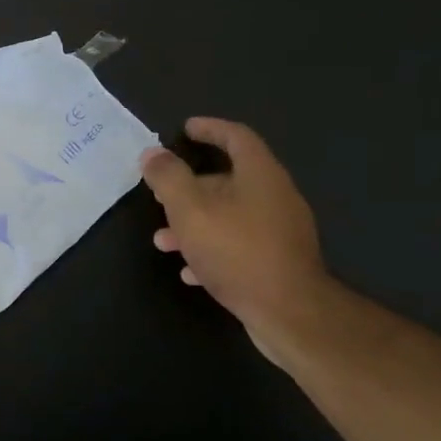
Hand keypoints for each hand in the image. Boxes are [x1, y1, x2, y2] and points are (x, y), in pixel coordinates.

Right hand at [140, 119, 327, 348]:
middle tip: (161, 193)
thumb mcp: (190, 210)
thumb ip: (168, 178)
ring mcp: (279, 231)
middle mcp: (275, 196)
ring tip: (163, 241)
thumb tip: (152, 153)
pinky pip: (238, 246)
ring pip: (229, 216)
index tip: (185, 129)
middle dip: (190, 186)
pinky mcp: (277, 261)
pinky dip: (211, 250)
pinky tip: (190, 271)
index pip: (236, 137)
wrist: (288, 311)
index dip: (210, 129)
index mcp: (260, 175)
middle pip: (229, 179)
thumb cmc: (236, 250)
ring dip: (194, 223)